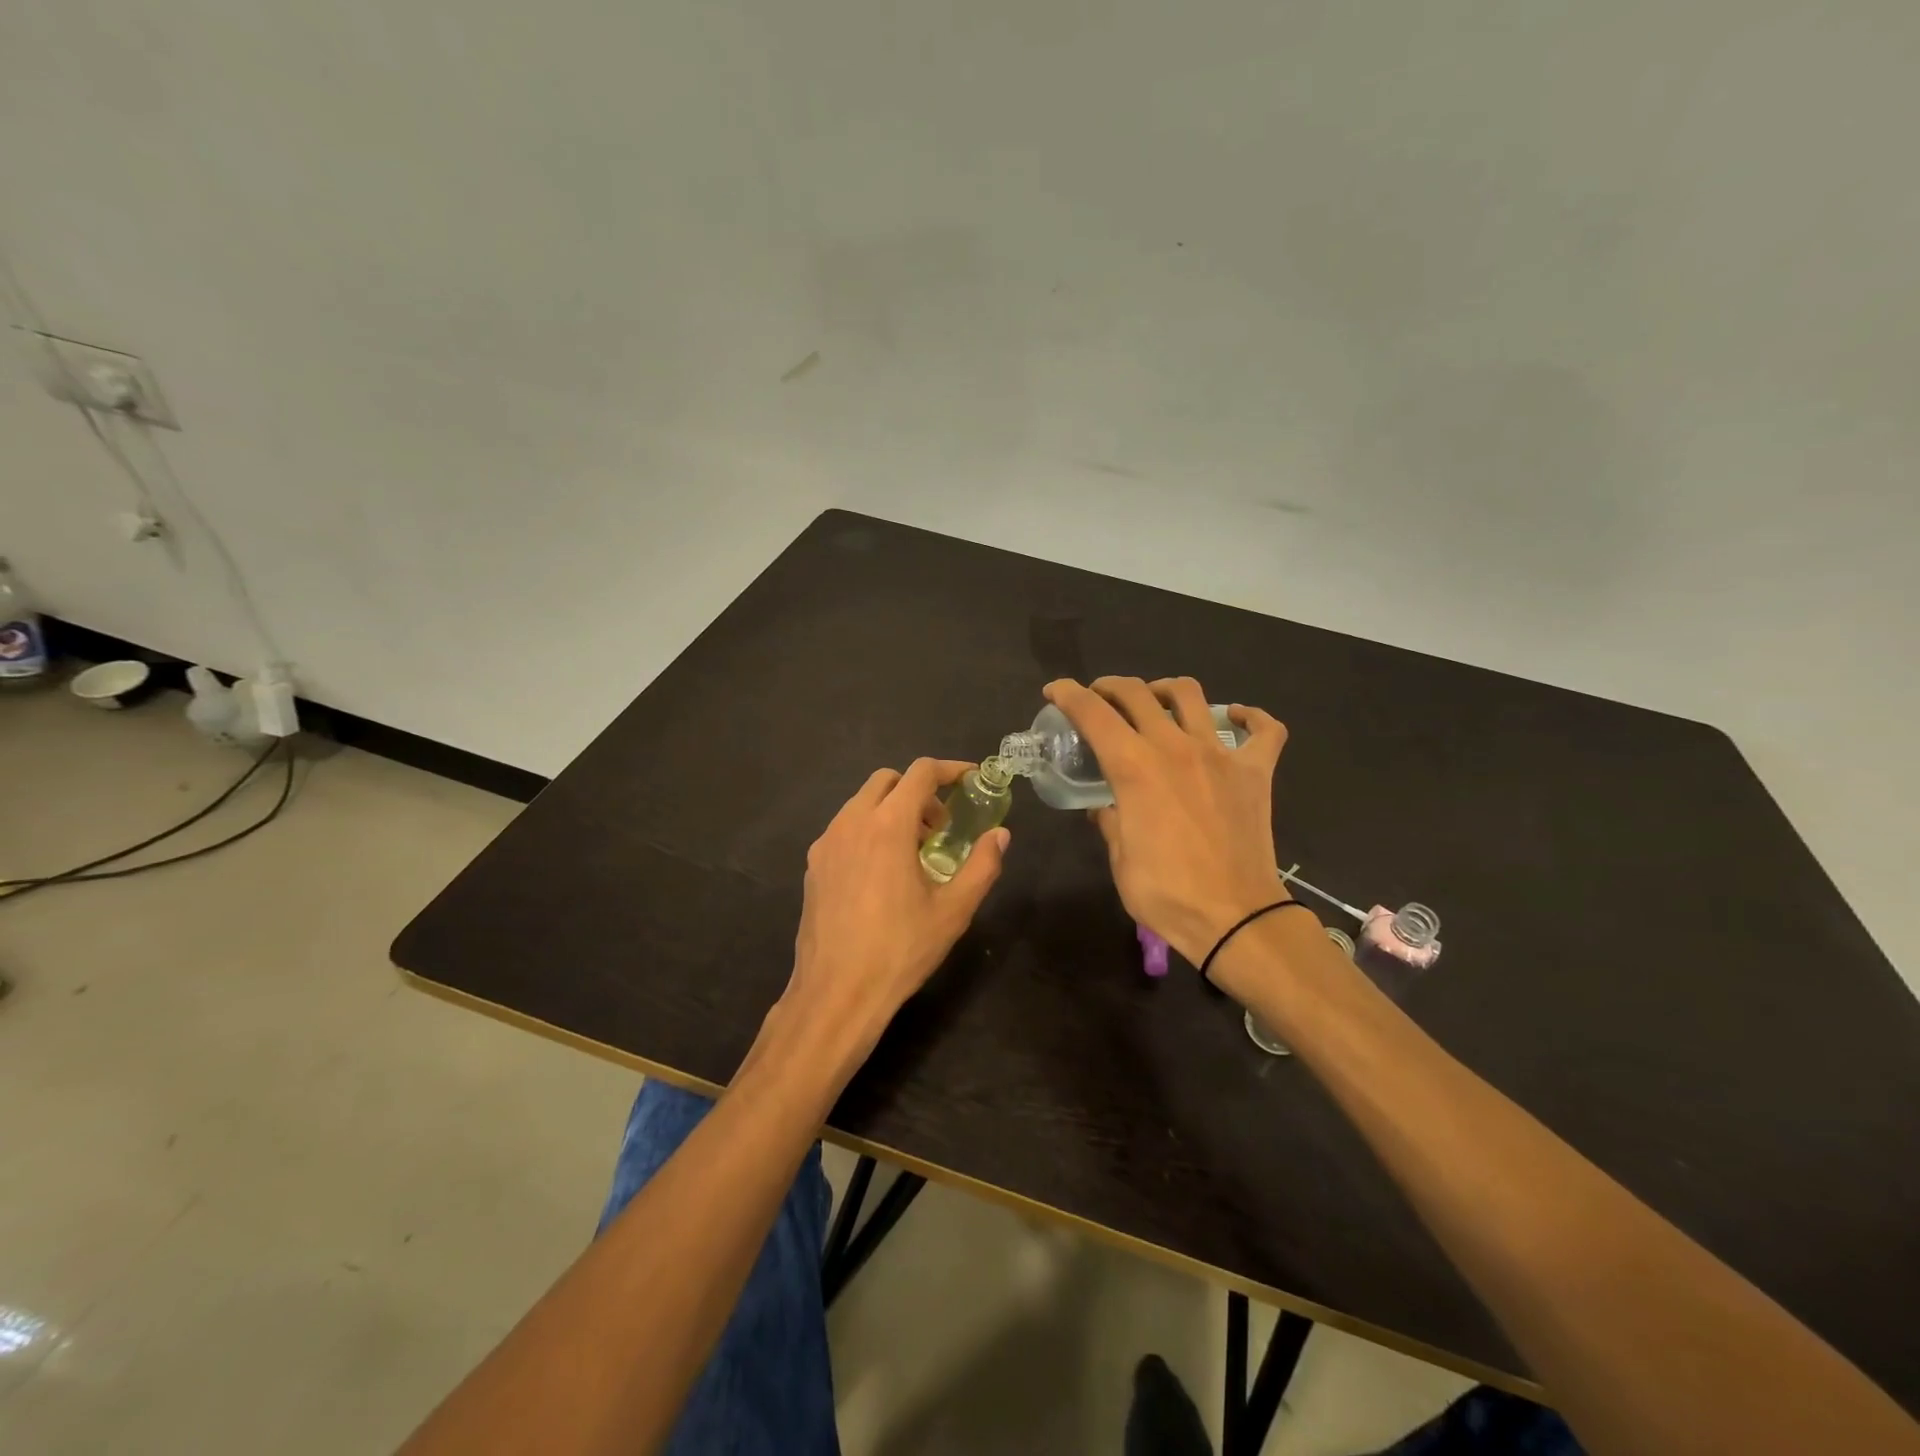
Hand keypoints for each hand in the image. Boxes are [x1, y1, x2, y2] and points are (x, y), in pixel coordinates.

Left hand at [779, 758, 1010, 1069]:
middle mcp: (852, 823)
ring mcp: (826, 843)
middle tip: (941, 828)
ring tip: (913, 853)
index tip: (971, 780)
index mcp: (888, 826)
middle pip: (887, 780)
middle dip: (918, 791)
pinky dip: (869, 830)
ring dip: (892, 810)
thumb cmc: (900, 950)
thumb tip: (1000, 835)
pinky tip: (882, 873)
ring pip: (862, 803)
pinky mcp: (814, 865)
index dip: (950, 769)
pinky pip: (845, 828)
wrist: (835, 993)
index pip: (920, 773)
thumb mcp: (953, 911)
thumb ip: (982, 866)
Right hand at [1044, 676, 1287, 970]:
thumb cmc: (1167, 893)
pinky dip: (1248, 717)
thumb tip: (1104, 807)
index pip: (1093, 713)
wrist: (1235, 918)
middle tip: (1099, 698)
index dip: (1068, 694)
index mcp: (1134, 767)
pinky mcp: (1256, 771)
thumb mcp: (1120, 859)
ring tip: (1155, 701)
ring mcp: (1220, 755)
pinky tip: (1233, 717)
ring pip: (1190, 695)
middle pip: (1137, 693)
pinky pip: (1263, 729)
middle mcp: (1174, 747)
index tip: (1055, 691)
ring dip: (1164, 690)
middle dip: (1109, 686)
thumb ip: (1109, 821)